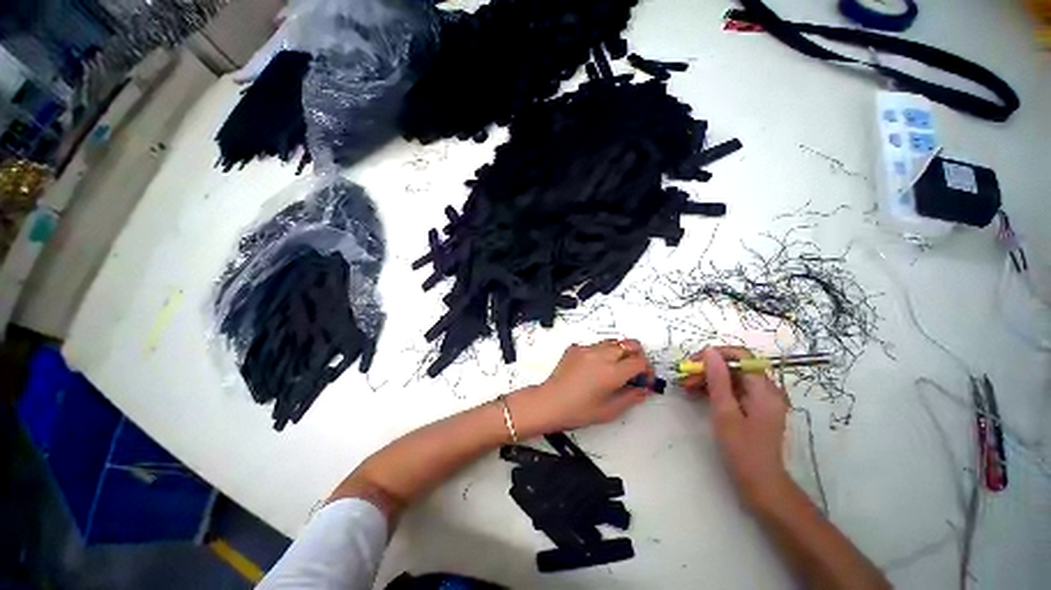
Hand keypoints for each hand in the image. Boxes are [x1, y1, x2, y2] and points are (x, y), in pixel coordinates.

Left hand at [510, 339, 652, 436]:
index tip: (644, 379)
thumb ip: (631, 397)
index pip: (640, 361)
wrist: (550, 402)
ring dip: (620, 351)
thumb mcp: (610, 410)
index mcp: (612, 372)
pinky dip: (601, 352)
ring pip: (613, 341)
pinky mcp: (575, 348)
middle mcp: (601, 356)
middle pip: (630, 344)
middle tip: (635, 370)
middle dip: (637, 355)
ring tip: (615, 368)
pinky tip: (596, 367)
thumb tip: (643, 390)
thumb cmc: (577, 410)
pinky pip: (595, 344)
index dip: (647, 370)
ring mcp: (587, 349)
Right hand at [682, 347, 791, 504]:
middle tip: (685, 378)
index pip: (740, 356)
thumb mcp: (725, 412)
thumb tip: (709, 351)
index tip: (693, 363)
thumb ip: (718, 380)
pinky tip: (697, 394)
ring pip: (732, 377)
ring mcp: (761, 399)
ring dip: (709, 378)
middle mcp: (766, 389)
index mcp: (764, 389)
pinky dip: (715, 389)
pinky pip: (733, 389)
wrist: (761, 483)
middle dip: (708, 368)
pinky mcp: (754, 408)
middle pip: (735, 366)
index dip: (716, 355)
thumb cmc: (743, 450)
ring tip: (687, 387)